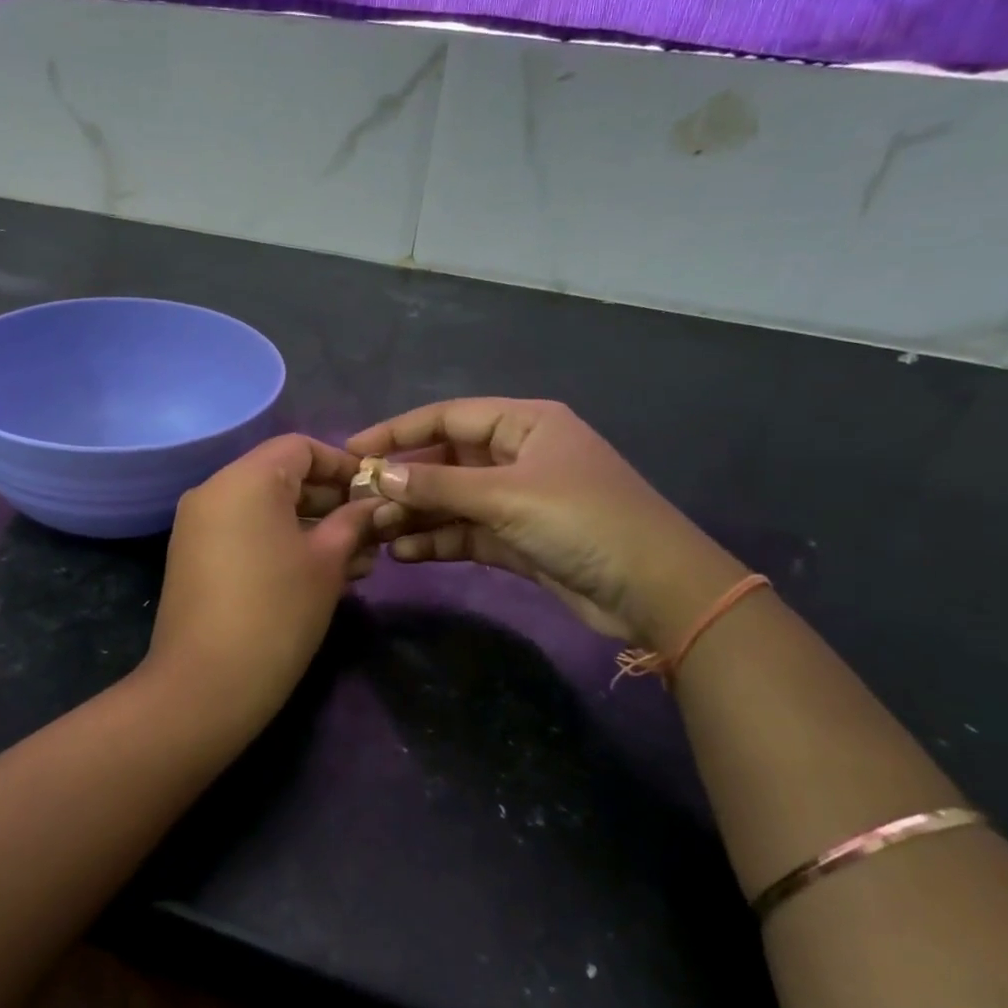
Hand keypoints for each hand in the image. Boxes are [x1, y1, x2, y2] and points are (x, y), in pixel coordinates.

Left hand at [144, 435, 379, 724]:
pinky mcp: (194, 557)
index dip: (342, 464)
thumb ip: (353, 522)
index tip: (374, 492)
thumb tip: (373, 504)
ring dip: (311, 526)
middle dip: (330, 501)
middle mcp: (214, 490)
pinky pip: (244, 532)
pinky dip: (280, 542)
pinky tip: (319, 573)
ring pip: (265, 509)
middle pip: (281, 476)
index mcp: (245, 479)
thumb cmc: (277, 613)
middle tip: (371, 531)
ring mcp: (198, 525)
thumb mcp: (327, 563)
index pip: (300, 447)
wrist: (205, 685)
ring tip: (357, 560)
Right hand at [348, 399, 741, 645]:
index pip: (448, 418)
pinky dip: (437, 540)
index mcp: (524, 424)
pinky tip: (403, 552)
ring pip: (453, 500)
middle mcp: (518, 456)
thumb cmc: (583, 521)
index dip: (398, 431)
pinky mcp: (518, 540)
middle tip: (357, 499)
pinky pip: (467, 532)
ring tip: (374, 531)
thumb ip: (440, 484)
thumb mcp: (507, 495)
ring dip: (416, 514)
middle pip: (447, 460)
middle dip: (405, 480)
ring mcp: (518, 500)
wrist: (655, 590)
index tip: (352, 448)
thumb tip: (379, 473)